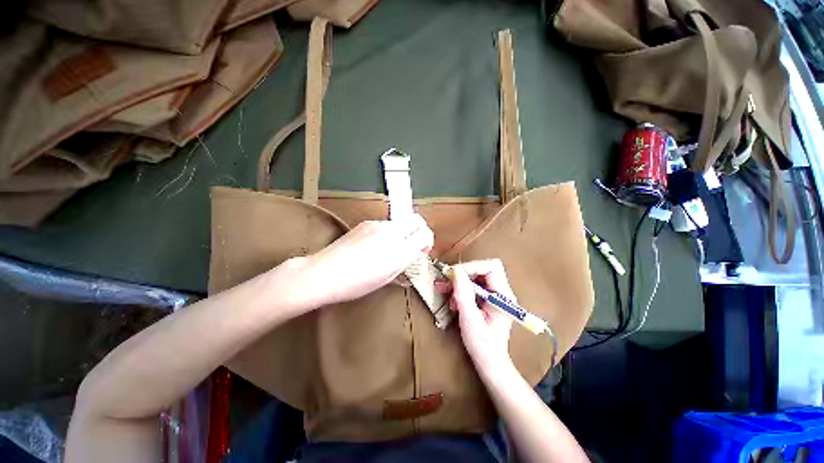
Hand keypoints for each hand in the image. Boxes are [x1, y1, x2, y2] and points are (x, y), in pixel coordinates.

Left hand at [299, 214, 433, 307]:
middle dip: (420, 231)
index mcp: (399, 249)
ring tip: (390, 248)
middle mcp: (391, 231)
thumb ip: (404, 261)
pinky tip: (375, 245)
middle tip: (413, 245)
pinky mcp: (365, 223)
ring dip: (403, 232)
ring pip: (400, 222)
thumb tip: (412, 252)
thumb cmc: (356, 283)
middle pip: (417, 220)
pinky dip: (388, 232)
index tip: (421, 252)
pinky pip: (385, 224)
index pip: (425, 234)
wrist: (323, 273)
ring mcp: (377, 224)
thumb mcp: (387, 277)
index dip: (427, 242)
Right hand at [444, 259, 515, 375]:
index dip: (472, 266)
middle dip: (462, 273)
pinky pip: (472, 285)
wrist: (489, 362)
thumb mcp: (469, 318)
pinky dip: (460, 288)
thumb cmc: (482, 345)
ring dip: (458, 281)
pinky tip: (451, 299)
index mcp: (503, 296)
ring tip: (443, 289)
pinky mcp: (487, 299)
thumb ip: (463, 293)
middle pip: (482, 269)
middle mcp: (501, 291)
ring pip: (475, 276)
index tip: (454, 274)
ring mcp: (494, 295)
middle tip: (446, 280)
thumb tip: (455, 270)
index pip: (491, 267)